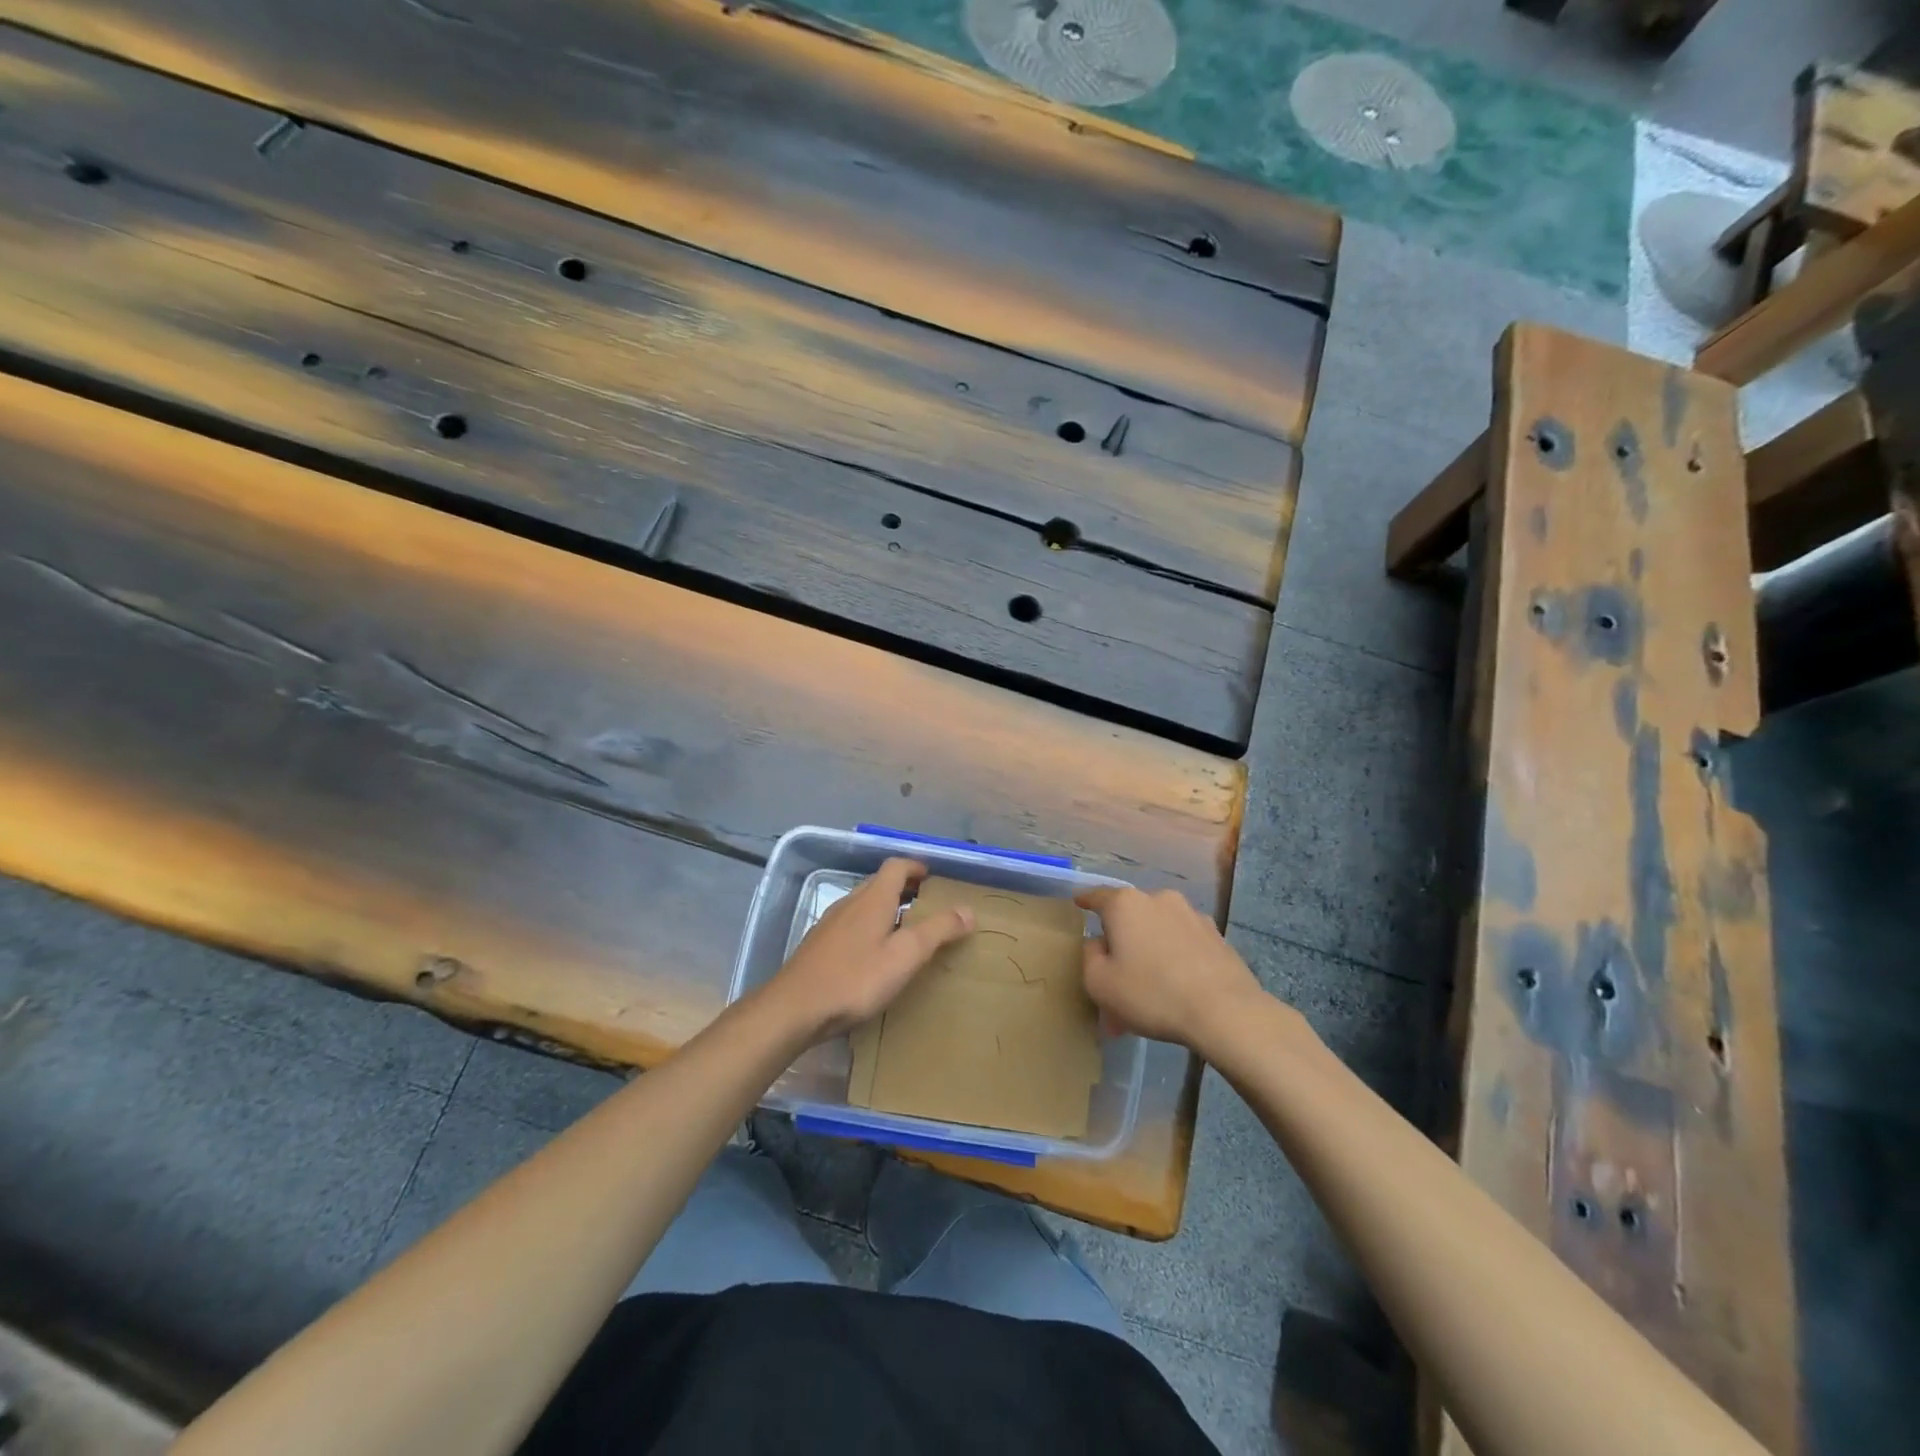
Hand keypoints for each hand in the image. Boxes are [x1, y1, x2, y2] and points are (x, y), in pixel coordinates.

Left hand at [763, 858, 974, 1041]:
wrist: (795, 1008)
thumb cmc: (856, 979)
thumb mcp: (905, 956)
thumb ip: (938, 931)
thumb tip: (967, 909)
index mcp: (873, 899)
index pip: (896, 866)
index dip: (916, 867)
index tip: (933, 877)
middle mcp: (851, 903)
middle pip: (879, 883)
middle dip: (904, 888)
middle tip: (926, 904)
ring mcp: (831, 923)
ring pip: (864, 904)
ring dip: (886, 908)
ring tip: (905, 929)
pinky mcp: (819, 945)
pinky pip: (851, 924)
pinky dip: (869, 927)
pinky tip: (873, 954)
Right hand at [1075, 886, 1265, 1055]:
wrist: (1224, 1011)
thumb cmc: (1151, 993)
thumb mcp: (1099, 982)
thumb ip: (1089, 956)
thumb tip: (1099, 942)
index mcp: (1126, 904)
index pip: (1097, 896)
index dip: (1085, 901)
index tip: (1078, 903)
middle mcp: (1159, 899)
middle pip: (1131, 915)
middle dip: (1121, 938)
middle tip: (1116, 971)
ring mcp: (1191, 915)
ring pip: (1159, 930)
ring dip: (1150, 950)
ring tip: (1149, 987)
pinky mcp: (1216, 936)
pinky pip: (1183, 943)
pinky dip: (1175, 957)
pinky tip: (1176, 986)